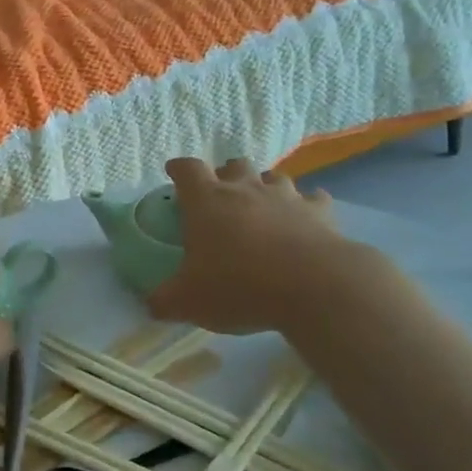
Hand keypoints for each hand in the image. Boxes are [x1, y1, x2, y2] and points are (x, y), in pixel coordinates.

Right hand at [147, 158, 368, 333]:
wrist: (313, 287)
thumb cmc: (239, 286)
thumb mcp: (188, 301)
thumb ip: (164, 300)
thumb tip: (151, 305)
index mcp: (207, 201)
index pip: (187, 169)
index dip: (179, 169)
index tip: (174, 173)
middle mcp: (245, 189)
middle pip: (234, 165)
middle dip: (226, 174)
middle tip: (222, 196)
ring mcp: (286, 197)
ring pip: (274, 177)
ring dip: (265, 186)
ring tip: (262, 206)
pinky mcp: (320, 212)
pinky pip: (313, 199)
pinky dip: (308, 206)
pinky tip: (306, 220)